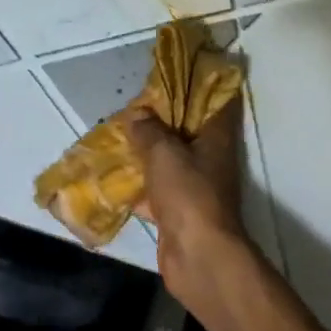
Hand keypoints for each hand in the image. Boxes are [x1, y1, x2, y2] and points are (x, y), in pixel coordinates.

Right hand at [125, 98, 252, 310]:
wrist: (198, 256)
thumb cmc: (188, 195)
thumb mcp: (164, 152)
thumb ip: (148, 130)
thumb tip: (137, 115)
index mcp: (216, 138)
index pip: (215, 101)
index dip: (198, 84)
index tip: (173, 74)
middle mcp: (210, 159)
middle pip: (188, 130)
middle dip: (163, 118)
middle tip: (135, 105)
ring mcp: (195, 187)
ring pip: (170, 160)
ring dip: (148, 151)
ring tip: (120, 134)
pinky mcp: (178, 212)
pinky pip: (156, 190)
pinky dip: (139, 185)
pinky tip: (114, 176)